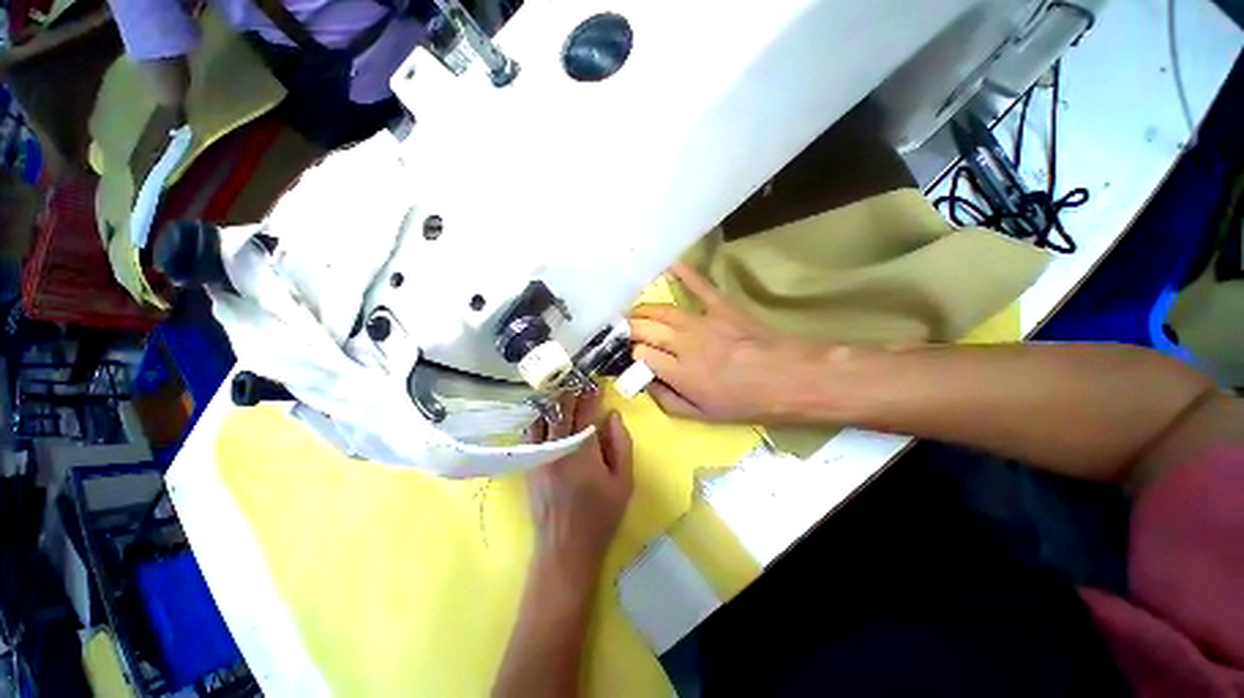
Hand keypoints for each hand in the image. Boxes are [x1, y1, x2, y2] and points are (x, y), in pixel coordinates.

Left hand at [527, 391, 633, 586]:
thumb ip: (620, 443)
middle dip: (571, 392)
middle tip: (580, 382)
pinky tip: (549, 416)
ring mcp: (538, 456)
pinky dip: (541, 418)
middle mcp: (555, 448)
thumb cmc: (601, 516)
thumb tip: (611, 415)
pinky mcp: (529, 465)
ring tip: (565, 393)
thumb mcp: (623, 481)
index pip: (584, 412)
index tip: (595, 382)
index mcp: (581, 451)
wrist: (565, 549)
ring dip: (554, 402)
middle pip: (561, 410)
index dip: (590, 394)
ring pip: (542, 418)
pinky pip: (532, 433)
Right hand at [628, 263, 840, 422]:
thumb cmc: (746, 401)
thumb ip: (666, 399)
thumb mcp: (702, 415)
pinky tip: (669, 264)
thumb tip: (644, 382)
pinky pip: (699, 285)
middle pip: (644, 328)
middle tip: (621, 332)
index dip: (630, 354)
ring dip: (641, 310)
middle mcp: (684, 343)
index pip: (640, 354)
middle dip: (627, 329)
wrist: (789, 378)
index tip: (627, 356)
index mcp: (680, 373)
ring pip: (660, 309)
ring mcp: (702, 321)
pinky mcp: (720, 305)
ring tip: (632, 314)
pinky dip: (684, 273)